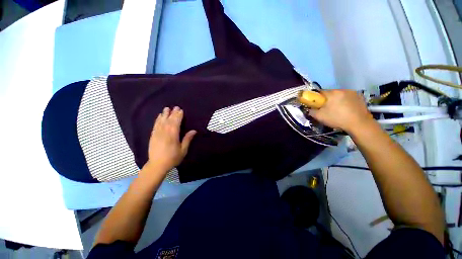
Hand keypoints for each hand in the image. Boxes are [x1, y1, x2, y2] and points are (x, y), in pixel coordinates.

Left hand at [146, 107, 196, 172]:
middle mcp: (164, 133)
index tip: (181, 110)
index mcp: (173, 136)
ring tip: (167, 108)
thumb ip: (187, 139)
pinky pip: (155, 125)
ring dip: (164, 114)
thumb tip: (194, 130)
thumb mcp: (183, 150)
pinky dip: (158, 119)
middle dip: (173, 113)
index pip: (176, 123)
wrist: (157, 165)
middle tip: (175, 107)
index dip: (178, 116)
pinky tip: (159, 116)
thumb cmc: (173, 158)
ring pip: (161, 121)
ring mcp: (157, 134)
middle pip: (169, 120)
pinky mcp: (153, 136)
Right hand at [308, 90, 374, 132]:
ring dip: (336, 100)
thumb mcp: (319, 117)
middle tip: (326, 109)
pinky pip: (348, 97)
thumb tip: (310, 109)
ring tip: (337, 110)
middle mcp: (342, 89)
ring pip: (339, 95)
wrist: (360, 124)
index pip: (319, 92)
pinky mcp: (360, 97)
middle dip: (327, 100)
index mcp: (332, 93)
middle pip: (330, 93)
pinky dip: (345, 102)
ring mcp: (352, 92)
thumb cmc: (337, 119)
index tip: (316, 105)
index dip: (316, 99)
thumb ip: (311, 111)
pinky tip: (346, 110)